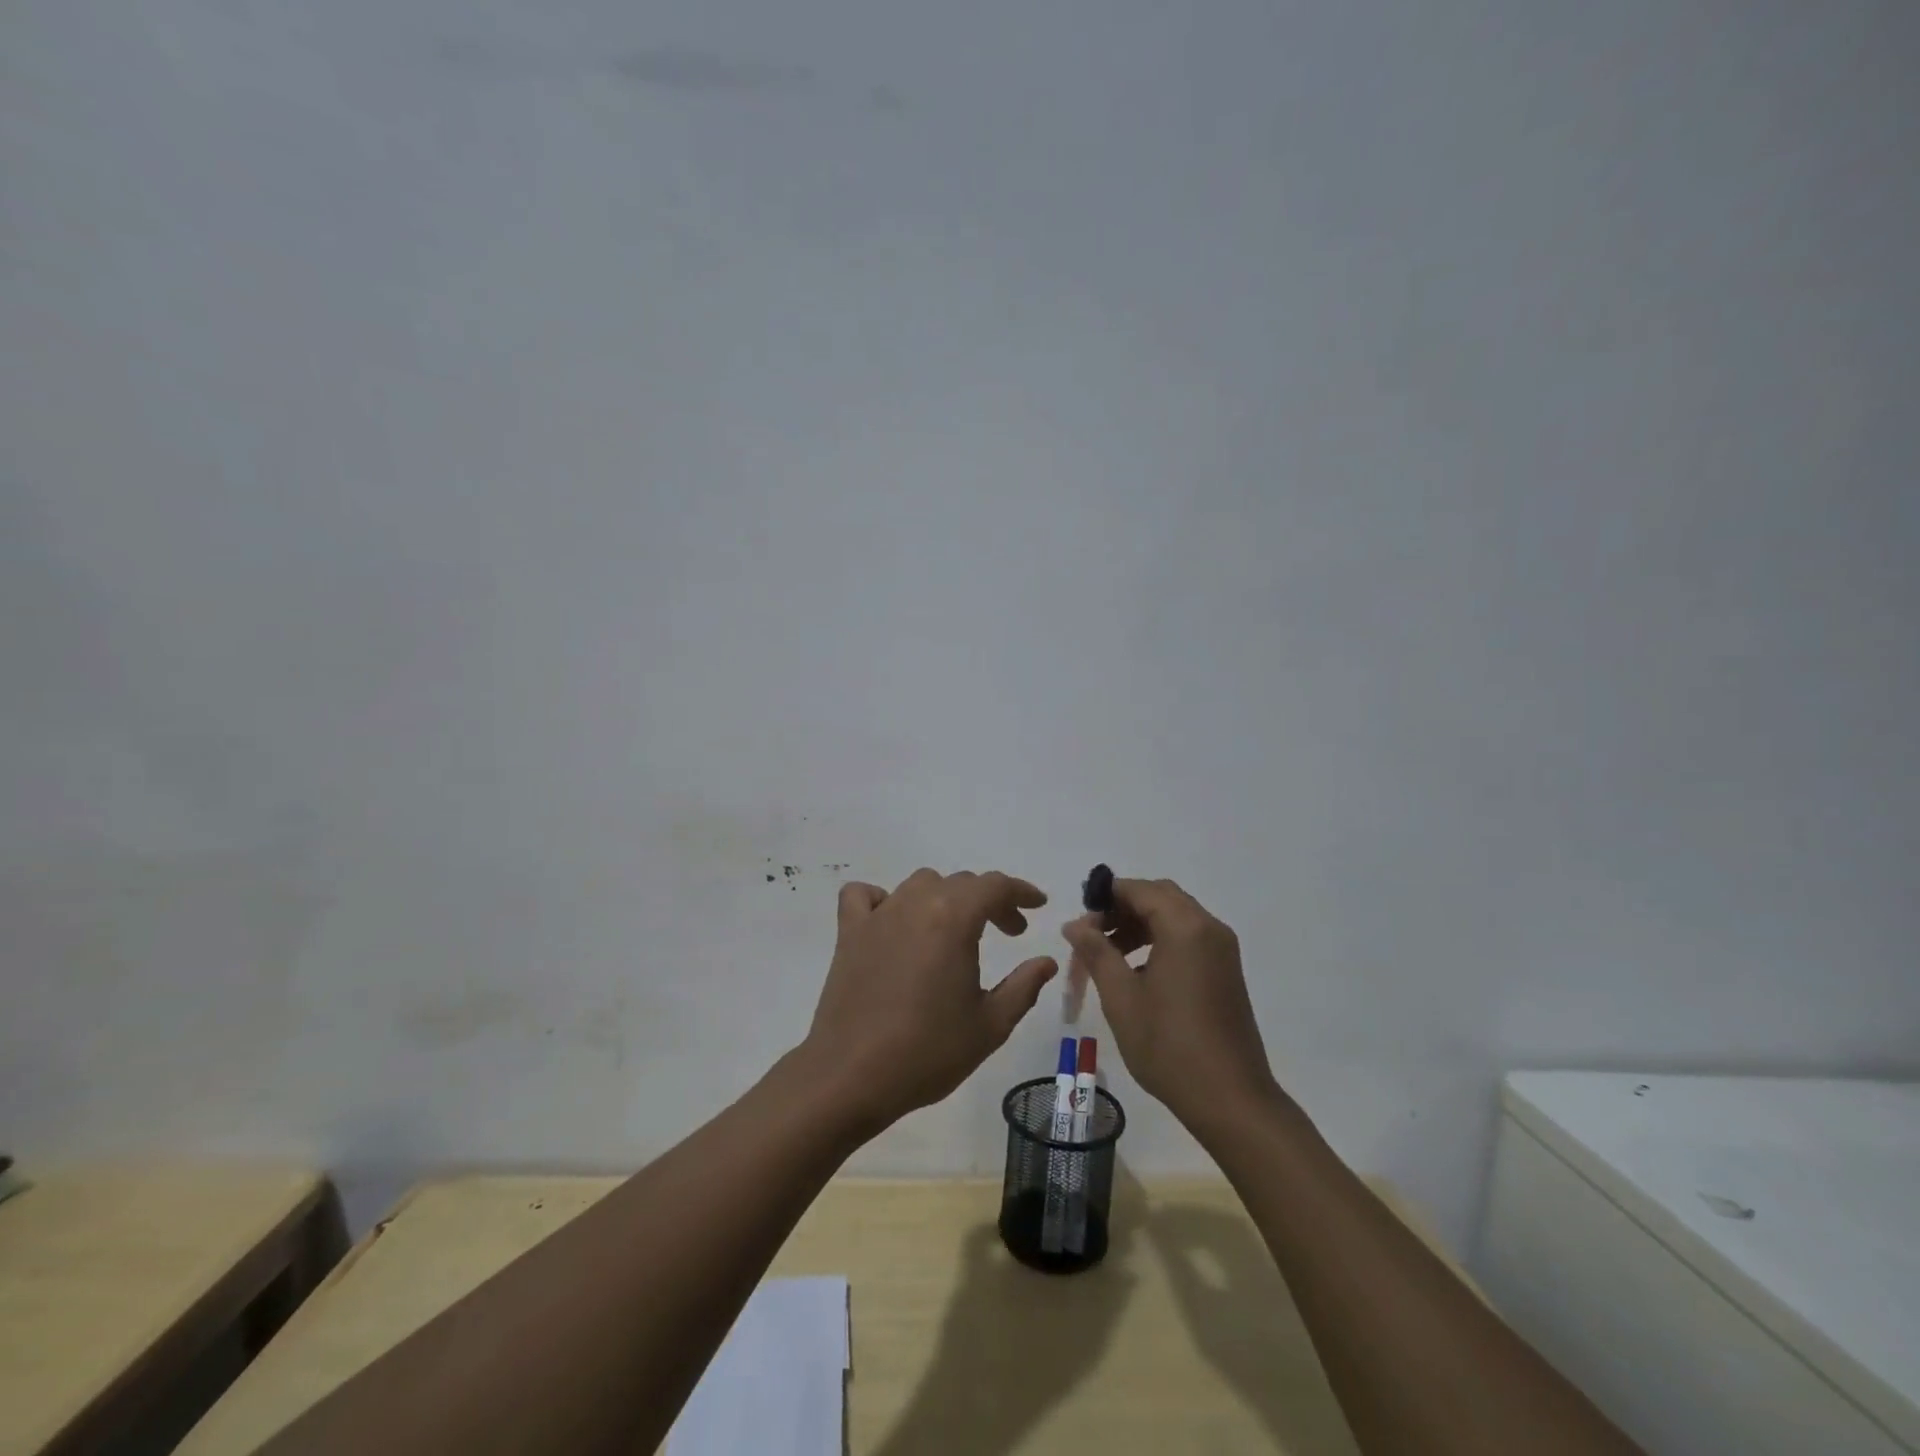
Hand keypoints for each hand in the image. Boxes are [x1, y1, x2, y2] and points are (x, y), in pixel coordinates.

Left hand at [801, 869, 1057, 1134]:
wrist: (852, 1077)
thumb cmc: (928, 1052)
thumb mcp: (990, 1026)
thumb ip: (1023, 987)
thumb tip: (1045, 962)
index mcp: (953, 919)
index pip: (994, 886)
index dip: (1021, 892)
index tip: (1037, 906)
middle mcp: (915, 904)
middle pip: (960, 883)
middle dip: (991, 901)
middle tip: (1009, 932)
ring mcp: (878, 915)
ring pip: (919, 884)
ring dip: (946, 897)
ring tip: (956, 930)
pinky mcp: (849, 932)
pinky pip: (864, 896)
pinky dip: (883, 899)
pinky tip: (894, 923)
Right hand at [1062, 878, 1276, 1129]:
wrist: (1231, 1100)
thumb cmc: (1169, 1046)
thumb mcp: (1121, 997)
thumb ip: (1096, 952)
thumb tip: (1074, 924)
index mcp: (1185, 927)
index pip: (1139, 889)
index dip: (1105, 897)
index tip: (1079, 922)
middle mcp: (1209, 928)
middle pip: (1160, 897)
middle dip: (1122, 909)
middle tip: (1092, 935)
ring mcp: (1222, 950)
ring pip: (1175, 916)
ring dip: (1140, 925)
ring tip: (1108, 955)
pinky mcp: (1225, 971)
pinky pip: (1189, 937)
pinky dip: (1160, 940)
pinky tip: (1138, 973)